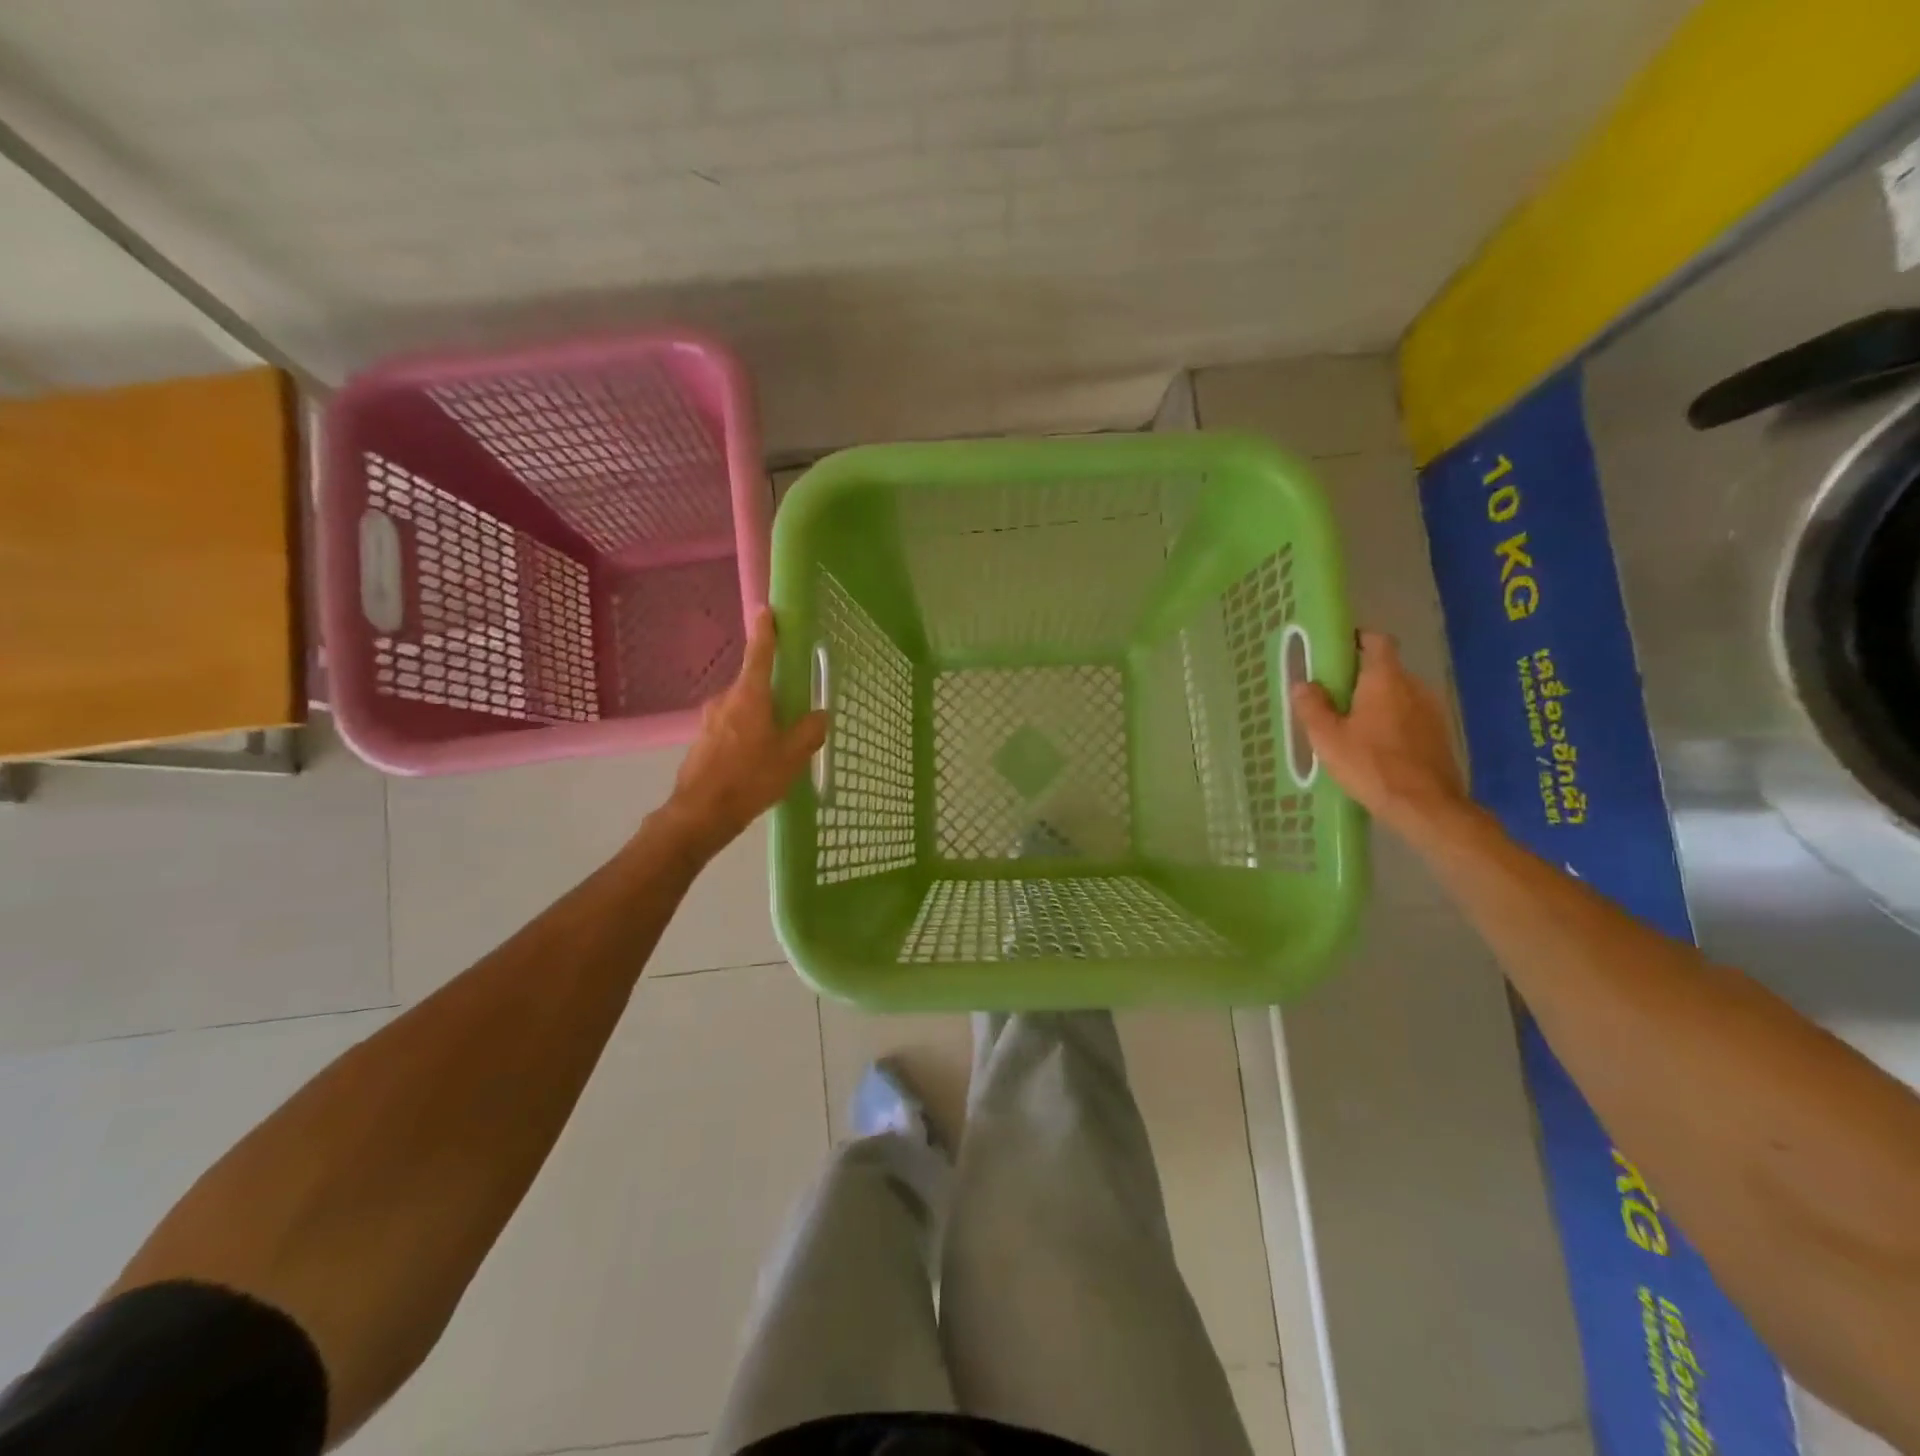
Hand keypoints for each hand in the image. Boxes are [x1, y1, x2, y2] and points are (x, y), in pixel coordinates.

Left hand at [657, 610, 827, 862]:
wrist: (701, 813)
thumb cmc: (750, 778)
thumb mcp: (792, 756)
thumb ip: (809, 731)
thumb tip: (819, 714)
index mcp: (750, 696)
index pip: (760, 654)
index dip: (766, 632)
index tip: (767, 611)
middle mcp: (726, 700)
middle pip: (754, 686)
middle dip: (773, 694)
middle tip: (793, 713)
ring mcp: (710, 720)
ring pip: (743, 709)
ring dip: (760, 719)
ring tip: (777, 747)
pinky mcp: (702, 741)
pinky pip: (731, 728)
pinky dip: (746, 736)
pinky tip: (755, 762)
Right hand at [1291, 630, 1469, 839]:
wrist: (1425, 806)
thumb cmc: (1371, 765)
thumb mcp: (1328, 738)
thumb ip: (1313, 707)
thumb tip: (1304, 684)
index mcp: (1385, 679)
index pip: (1377, 640)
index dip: (1358, 640)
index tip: (1337, 652)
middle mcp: (1413, 686)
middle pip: (1385, 669)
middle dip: (1360, 678)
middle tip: (1334, 698)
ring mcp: (1431, 710)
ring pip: (1398, 694)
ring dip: (1377, 702)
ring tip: (1352, 726)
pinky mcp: (1439, 734)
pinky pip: (1410, 716)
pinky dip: (1392, 722)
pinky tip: (1376, 747)